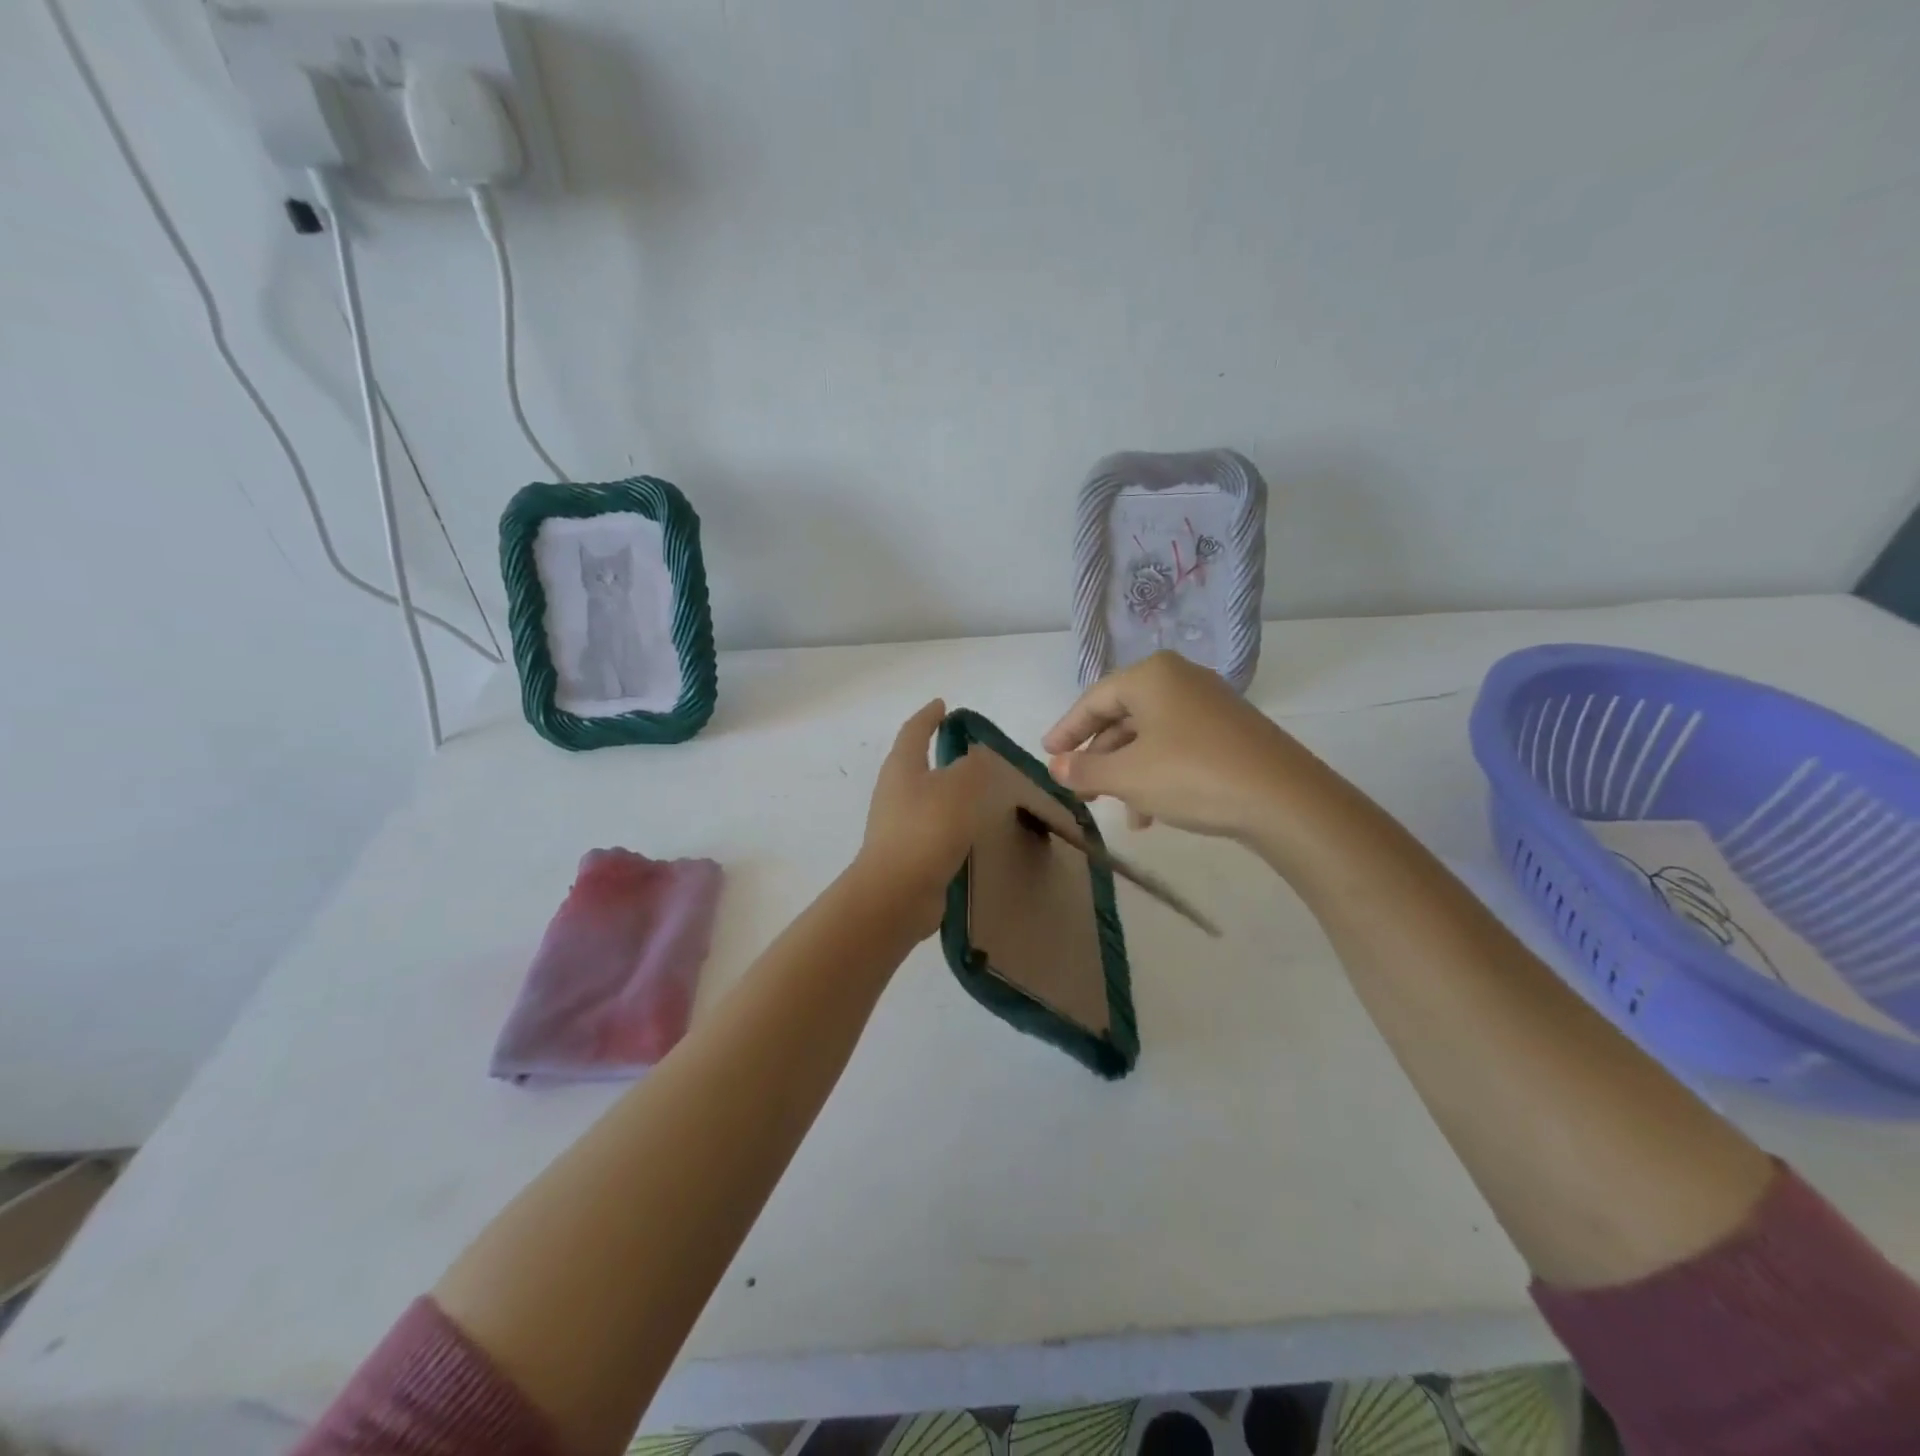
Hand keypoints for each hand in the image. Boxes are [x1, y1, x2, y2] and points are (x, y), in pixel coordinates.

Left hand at [851, 699, 985, 937]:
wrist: (897, 894)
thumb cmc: (927, 829)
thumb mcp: (960, 787)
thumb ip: (973, 766)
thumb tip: (974, 756)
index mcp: (902, 767)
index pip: (914, 731)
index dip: (929, 716)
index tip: (943, 705)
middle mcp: (894, 791)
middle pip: (915, 763)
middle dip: (936, 753)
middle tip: (967, 749)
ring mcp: (897, 824)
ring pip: (925, 797)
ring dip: (946, 790)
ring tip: (977, 790)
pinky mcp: (907, 852)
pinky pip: (931, 826)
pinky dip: (949, 820)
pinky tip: (970, 829)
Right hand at [1042, 651, 1307, 840]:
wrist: (1284, 799)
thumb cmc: (1192, 776)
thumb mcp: (1128, 776)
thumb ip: (1085, 769)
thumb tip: (1056, 766)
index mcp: (1151, 676)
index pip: (1094, 700)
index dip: (1066, 730)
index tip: (1047, 755)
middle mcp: (1181, 680)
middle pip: (1123, 716)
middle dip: (1099, 756)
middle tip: (1078, 787)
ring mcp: (1211, 704)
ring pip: (1151, 736)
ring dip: (1127, 772)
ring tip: (1118, 811)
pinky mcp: (1232, 731)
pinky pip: (1178, 745)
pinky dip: (1157, 773)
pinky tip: (1153, 813)